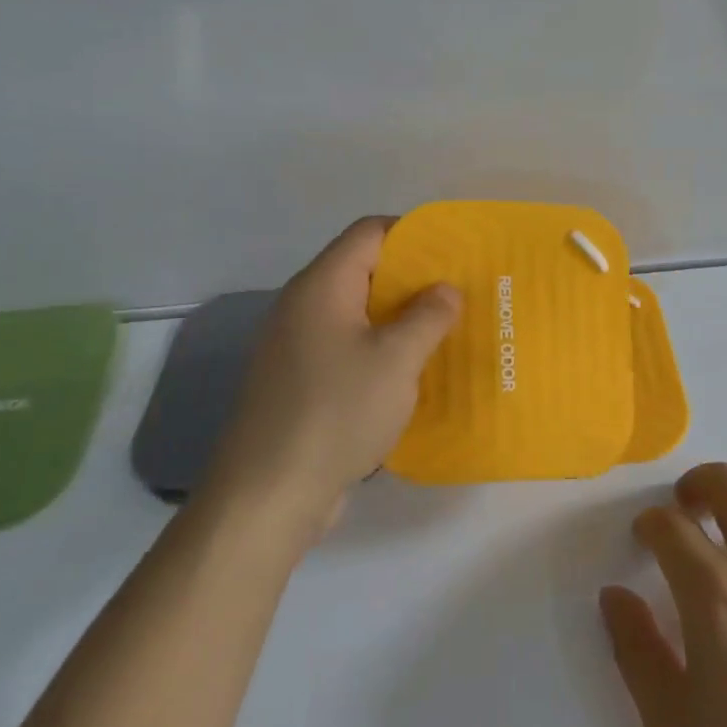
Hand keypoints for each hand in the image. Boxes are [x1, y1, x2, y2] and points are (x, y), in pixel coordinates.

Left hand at [198, 217, 459, 538]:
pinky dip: (380, 351)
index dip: (414, 234)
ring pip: (358, 314)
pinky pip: (347, 349)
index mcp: (322, 286)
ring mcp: (297, 346)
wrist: (268, 494)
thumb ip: (428, 316)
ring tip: (445, 332)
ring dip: (399, 319)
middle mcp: (303, 306)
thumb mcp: (396, 360)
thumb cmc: (337, 412)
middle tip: (458, 295)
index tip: (454, 253)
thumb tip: (445, 289)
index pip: (370, 232)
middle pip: (364, 271)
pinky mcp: (299, 382)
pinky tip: (411, 374)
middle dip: (413, 280)